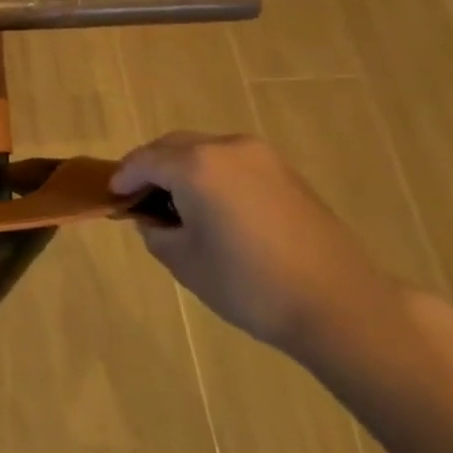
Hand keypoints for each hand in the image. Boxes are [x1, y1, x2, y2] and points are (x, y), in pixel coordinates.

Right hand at [111, 132, 395, 356]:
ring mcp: (262, 157)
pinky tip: (211, 207)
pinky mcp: (286, 174)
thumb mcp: (182, 260)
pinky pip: (231, 162)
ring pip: (203, 151)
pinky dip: (211, 175)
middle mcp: (227, 148)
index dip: (122, 179)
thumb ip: (155, 230)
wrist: (340, 306)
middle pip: (173, 147)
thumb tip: (153, 218)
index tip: (112, 199)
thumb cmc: (248, 284)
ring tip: (175, 205)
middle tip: (139, 199)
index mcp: (195, 165)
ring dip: (181, 169)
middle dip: (151, 168)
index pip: (143, 162)